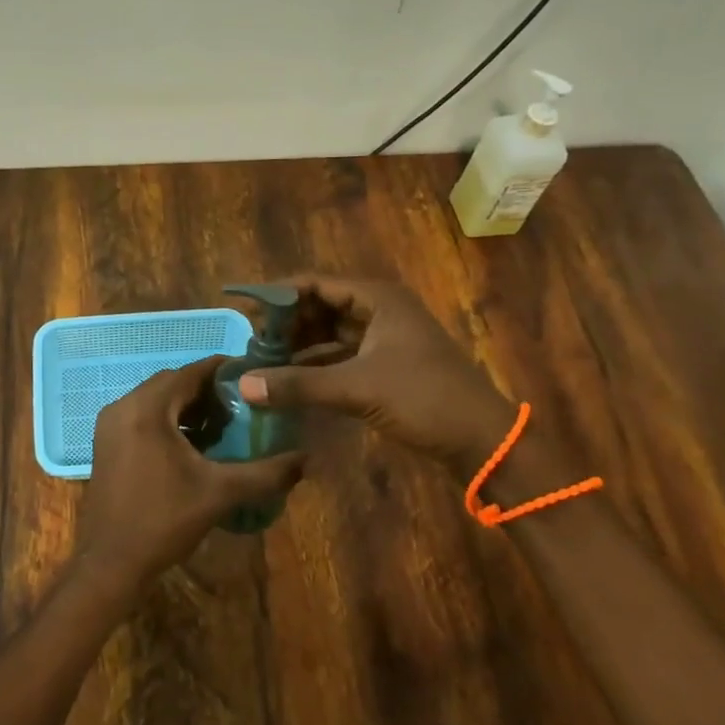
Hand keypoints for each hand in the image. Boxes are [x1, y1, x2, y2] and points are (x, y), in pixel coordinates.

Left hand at [75, 356, 303, 590]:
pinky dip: (168, 420)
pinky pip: (142, 416)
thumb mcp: (220, 494)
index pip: (190, 372)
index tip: (253, 376)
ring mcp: (110, 424)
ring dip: (187, 406)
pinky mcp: (106, 442)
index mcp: (147, 409)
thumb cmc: (164, 521)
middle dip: (207, 390)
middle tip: (242, 405)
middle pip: (172, 383)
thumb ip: (265, 473)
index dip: (223, 371)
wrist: (111, 563)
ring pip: (156, 400)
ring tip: (223, 424)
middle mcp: (123, 406)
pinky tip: (193, 445)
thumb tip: (306, 459)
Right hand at [237, 275, 525, 469]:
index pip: (313, 284)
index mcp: (377, 298)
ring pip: (328, 332)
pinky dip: (315, 365)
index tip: (241, 311)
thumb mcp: (357, 388)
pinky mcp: (385, 365)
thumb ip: (298, 385)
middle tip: (248, 343)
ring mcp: (383, 338)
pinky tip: (289, 380)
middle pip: (319, 306)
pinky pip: (339, 356)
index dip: (276, 295)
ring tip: (261, 362)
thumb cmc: (424, 399)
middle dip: (284, 323)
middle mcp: (379, 310)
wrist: (483, 441)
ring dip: (298, 345)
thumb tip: (242, 385)